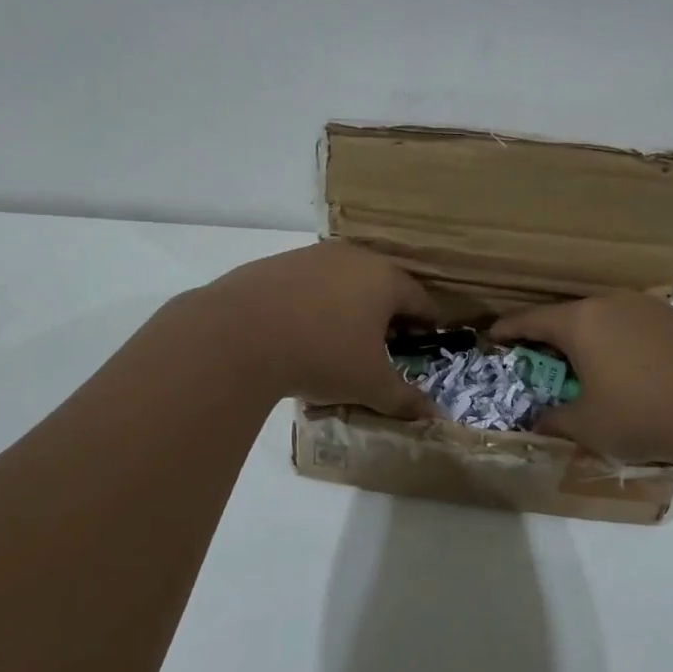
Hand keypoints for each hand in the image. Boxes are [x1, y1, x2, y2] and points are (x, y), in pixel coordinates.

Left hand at [195, 242, 442, 418]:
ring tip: (338, 340)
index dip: (426, 324)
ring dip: (349, 306)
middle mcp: (353, 257)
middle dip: (387, 314)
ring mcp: (312, 256)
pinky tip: (298, 331)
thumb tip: (434, 415)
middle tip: (383, 345)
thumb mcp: (369, 384)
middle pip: (382, 284)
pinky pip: (308, 284)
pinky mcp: (276, 263)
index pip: (420, 299)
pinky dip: (313, 304)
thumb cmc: (322, 355)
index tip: (423, 344)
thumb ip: (404, 399)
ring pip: (343, 281)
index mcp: (385, 279)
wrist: (238, 335)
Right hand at [492, 292, 672, 468]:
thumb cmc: (644, 415)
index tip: (493, 335)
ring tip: (588, 362)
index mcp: (581, 322)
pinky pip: (637, 326)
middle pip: (570, 314)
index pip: (532, 319)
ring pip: (606, 317)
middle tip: (540, 356)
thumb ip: (556, 421)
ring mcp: (650, 308)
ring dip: (591, 337)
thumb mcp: (589, 426)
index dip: (509, 328)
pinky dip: (623, 341)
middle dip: (551, 334)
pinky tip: (633, 368)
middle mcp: (612, 304)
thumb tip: (536, 423)